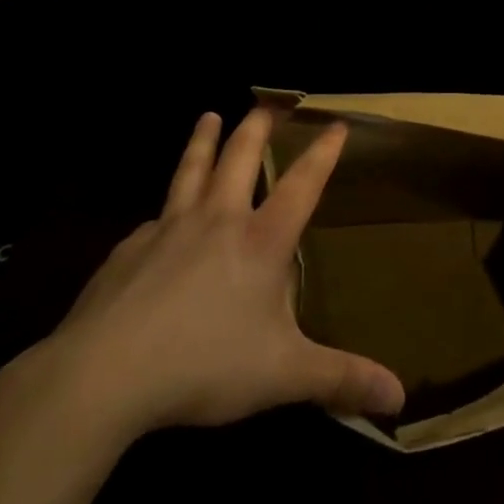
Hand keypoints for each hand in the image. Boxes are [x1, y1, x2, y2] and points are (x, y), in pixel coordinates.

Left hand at [35, 110, 404, 444]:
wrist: (104, 373)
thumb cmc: (204, 364)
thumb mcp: (283, 375)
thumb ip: (341, 380)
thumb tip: (399, 398)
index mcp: (260, 241)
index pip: (302, 184)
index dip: (323, 153)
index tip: (335, 124)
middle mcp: (217, 221)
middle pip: (240, 159)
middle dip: (256, 129)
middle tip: (265, 105)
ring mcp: (168, 229)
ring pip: (191, 171)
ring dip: (203, 141)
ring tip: (208, 116)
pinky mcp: (129, 249)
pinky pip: (153, 220)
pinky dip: (164, 209)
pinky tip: (156, 220)